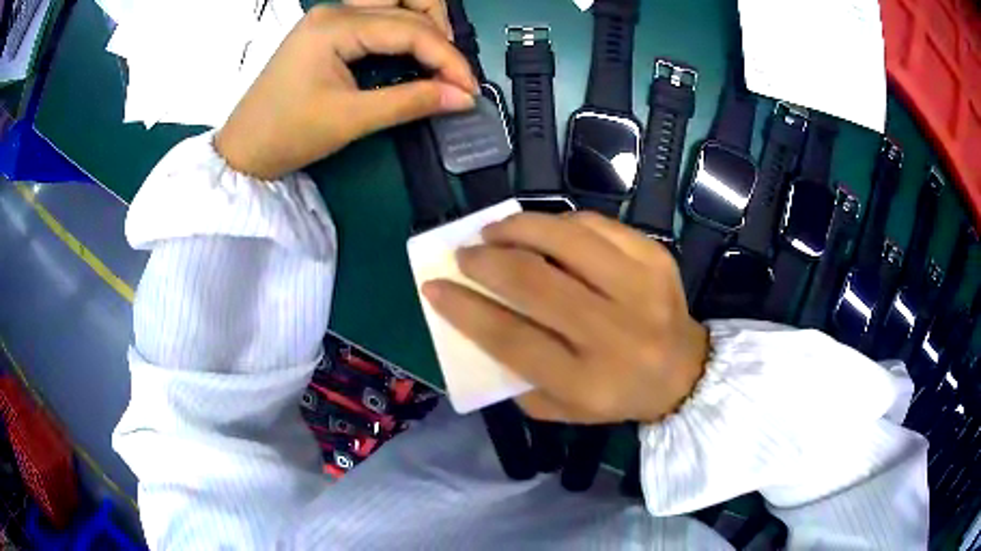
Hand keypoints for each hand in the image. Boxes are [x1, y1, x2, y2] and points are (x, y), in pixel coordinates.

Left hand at [215, 5, 476, 179]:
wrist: (243, 150)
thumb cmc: (287, 135)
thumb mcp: (351, 120)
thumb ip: (410, 102)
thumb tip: (463, 98)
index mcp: (335, 26)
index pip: (410, 29)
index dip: (447, 58)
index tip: (469, 90)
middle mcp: (335, 11)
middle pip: (407, 5)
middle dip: (440, 38)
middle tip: (454, 75)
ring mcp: (330, 17)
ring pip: (395, 4)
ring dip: (425, 26)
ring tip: (439, 60)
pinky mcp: (328, 29)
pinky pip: (378, 18)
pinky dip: (403, 32)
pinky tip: (413, 53)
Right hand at [422, 212, 708, 424]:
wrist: (684, 371)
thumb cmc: (615, 395)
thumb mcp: (559, 407)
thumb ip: (515, 374)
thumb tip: (475, 317)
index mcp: (586, 382)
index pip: (510, 338)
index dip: (464, 309)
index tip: (434, 286)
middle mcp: (615, 334)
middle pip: (534, 282)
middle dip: (485, 260)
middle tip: (466, 253)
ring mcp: (641, 288)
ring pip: (565, 239)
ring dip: (518, 227)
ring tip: (496, 231)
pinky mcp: (655, 256)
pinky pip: (595, 224)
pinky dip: (559, 222)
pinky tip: (543, 230)